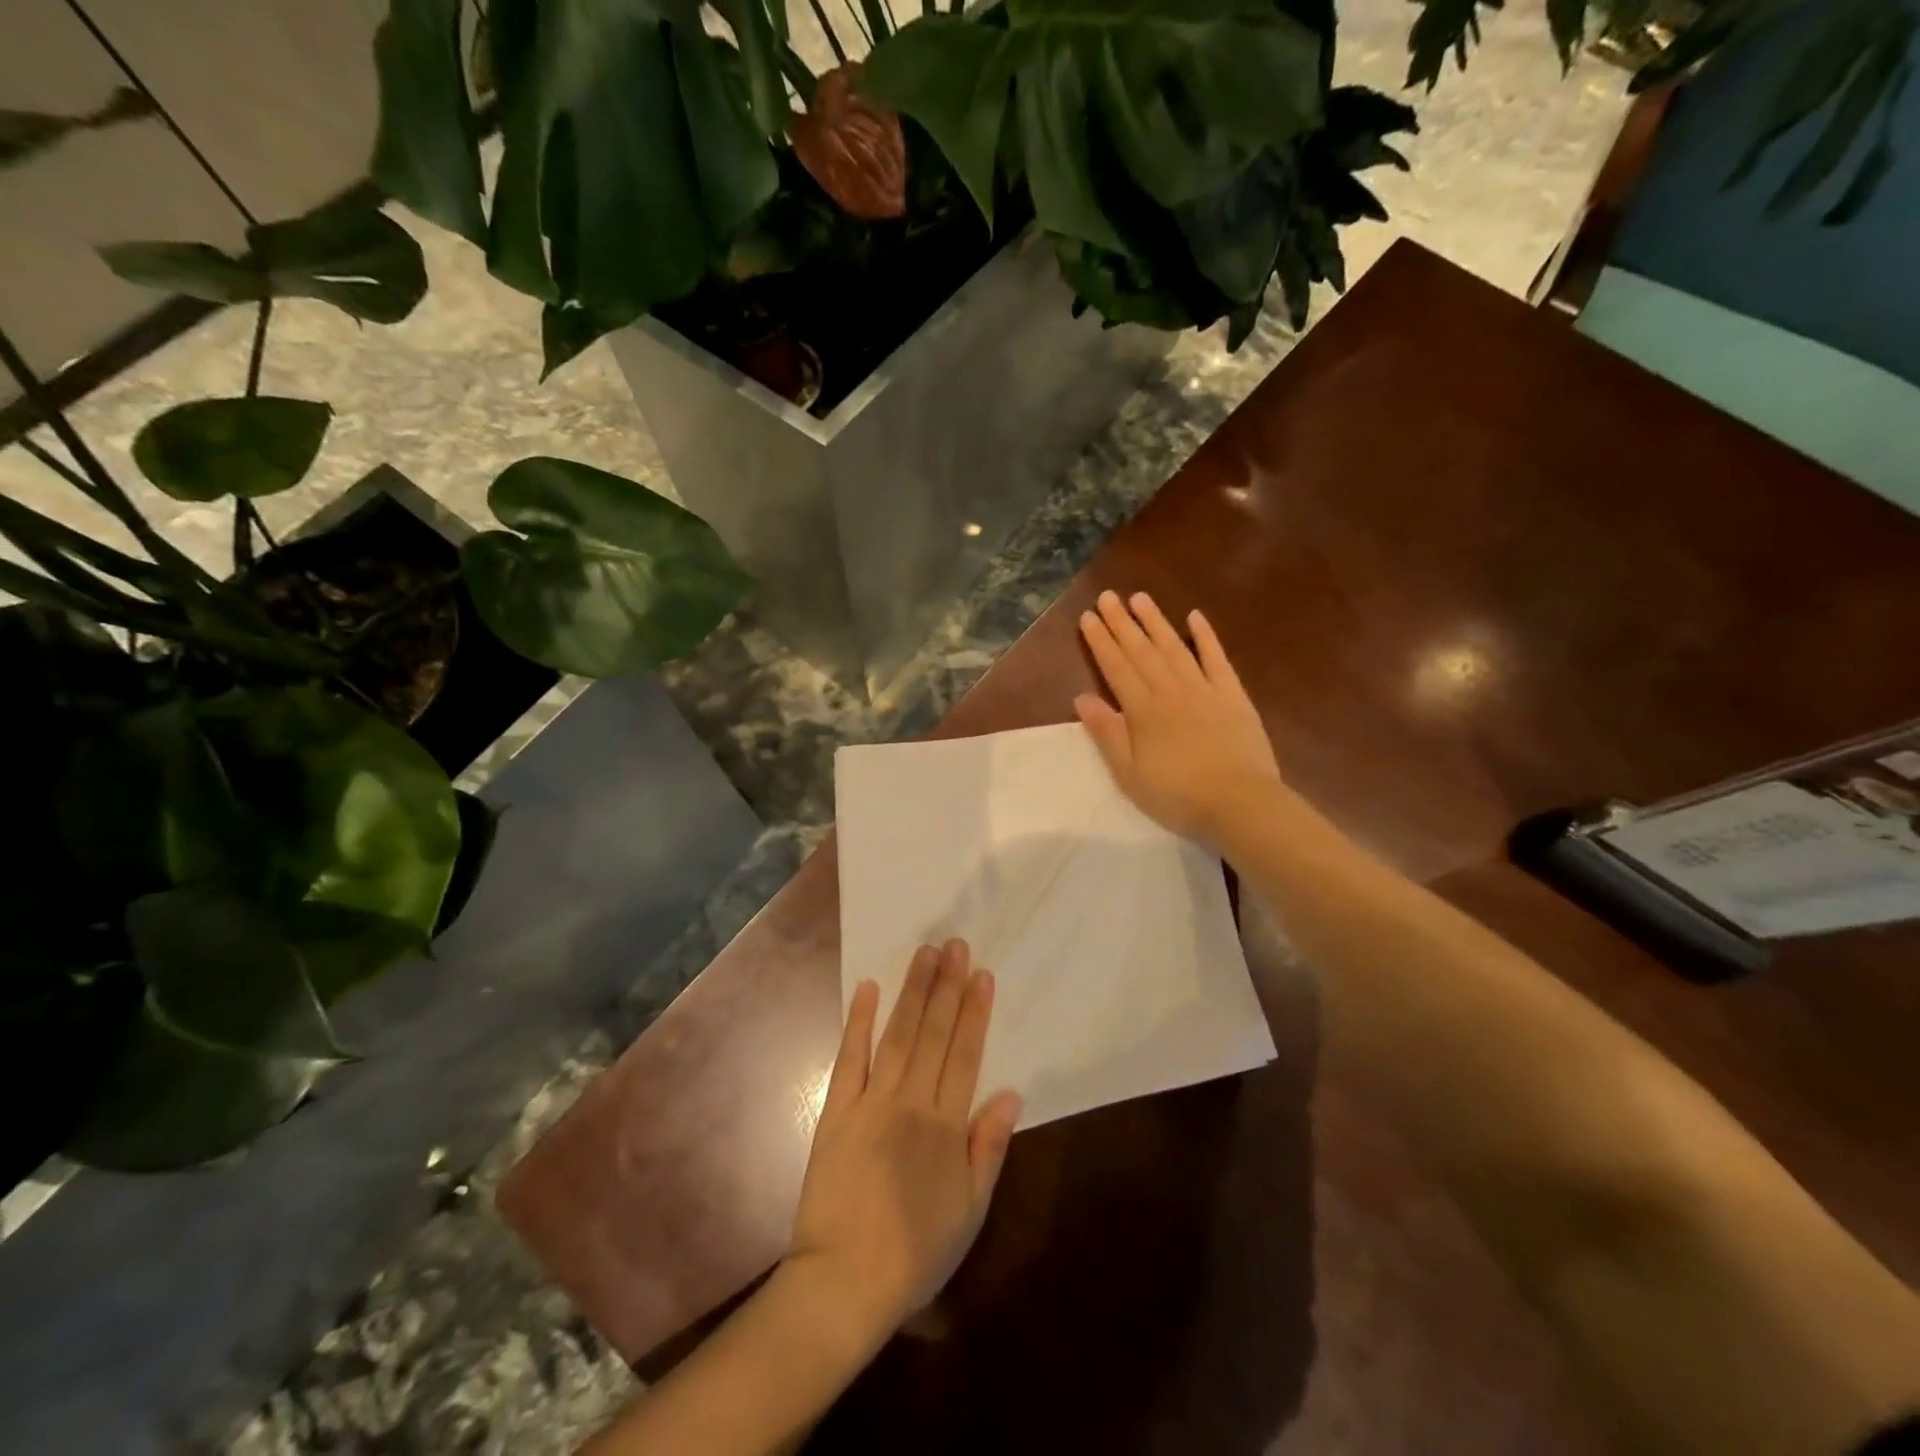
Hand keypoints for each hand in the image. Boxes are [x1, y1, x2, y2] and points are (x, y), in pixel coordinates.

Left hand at [785, 940, 1021, 1340]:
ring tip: (925, 953)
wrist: (843, 1283)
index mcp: (946, 1125)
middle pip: (933, 1034)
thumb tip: (1010, 1093)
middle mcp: (911, 1102)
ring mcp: (870, 1102)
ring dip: (912, 991)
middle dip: (946, 986)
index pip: (965, 1054)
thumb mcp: (969, 1211)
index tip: (981, 974)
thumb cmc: (915, 1252)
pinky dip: (858, 1022)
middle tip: (955, 944)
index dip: (974, 1012)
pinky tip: (867, 989)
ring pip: (897, 1035)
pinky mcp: (836, 1111)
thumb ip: (989, 1148)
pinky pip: (850, 1058)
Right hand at [1075, 589, 1290, 845]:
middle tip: (1108, 596)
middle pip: (1142, 651)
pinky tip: (1194, 617)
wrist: (1239, 802)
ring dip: (1155, 622)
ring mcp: (1204, 689)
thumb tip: (1082, 697)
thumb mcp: (1129, 772)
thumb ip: (1107, 732)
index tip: (1088, 616)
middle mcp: (1170, 690)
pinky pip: (1217, 659)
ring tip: (1140, 598)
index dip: (1100, 641)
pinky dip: (1205, 636)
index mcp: (1142, 710)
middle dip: (1122, 623)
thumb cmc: (1177, 794)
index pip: (1116, 668)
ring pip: (1174, 647)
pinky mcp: (1233, 695)